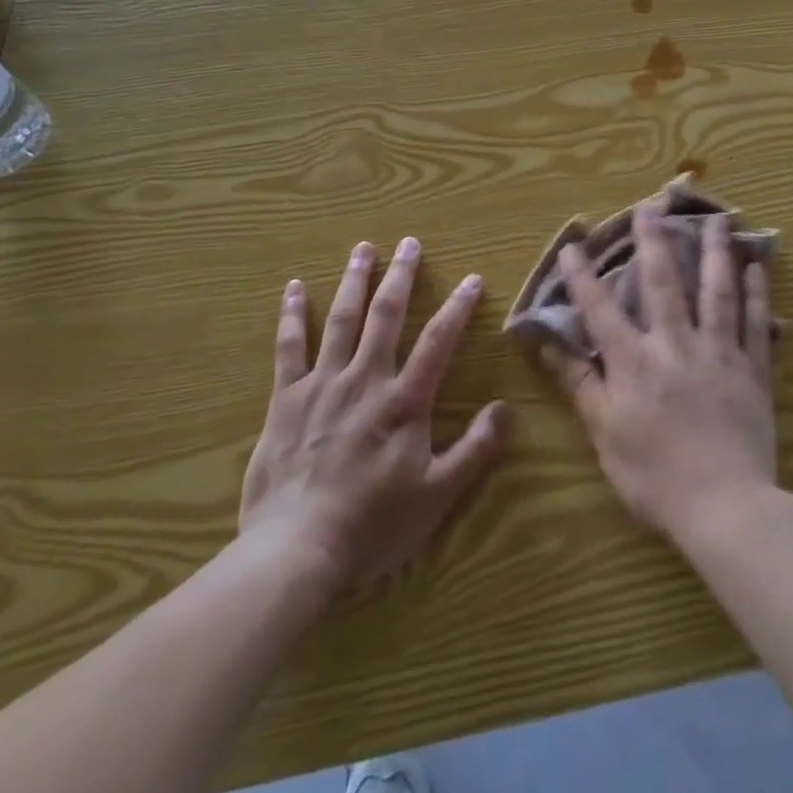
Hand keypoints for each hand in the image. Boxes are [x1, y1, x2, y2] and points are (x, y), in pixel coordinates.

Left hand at [239, 238, 509, 592]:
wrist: (296, 549)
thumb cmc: (373, 524)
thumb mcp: (438, 495)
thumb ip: (475, 450)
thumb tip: (506, 409)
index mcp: (404, 401)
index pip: (438, 341)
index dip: (458, 307)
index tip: (472, 278)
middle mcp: (365, 380)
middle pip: (386, 317)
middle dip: (400, 276)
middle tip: (409, 243)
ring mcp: (322, 385)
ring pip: (341, 321)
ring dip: (354, 281)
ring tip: (362, 248)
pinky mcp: (286, 400)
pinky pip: (289, 348)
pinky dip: (293, 315)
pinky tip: (296, 287)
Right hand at [556, 206, 777, 543]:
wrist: (725, 507)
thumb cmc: (655, 477)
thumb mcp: (605, 435)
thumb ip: (580, 385)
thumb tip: (548, 346)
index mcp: (635, 362)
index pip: (601, 309)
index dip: (583, 276)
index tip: (573, 244)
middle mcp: (676, 344)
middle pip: (664, 283)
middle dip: (654, 241)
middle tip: (653, 205)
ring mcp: (720, 353)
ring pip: (718, 292)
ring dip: (717, 252)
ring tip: (720, 219)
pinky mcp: (753, 371)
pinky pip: (757, 324)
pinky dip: (757, 294)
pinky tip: (757, 268)